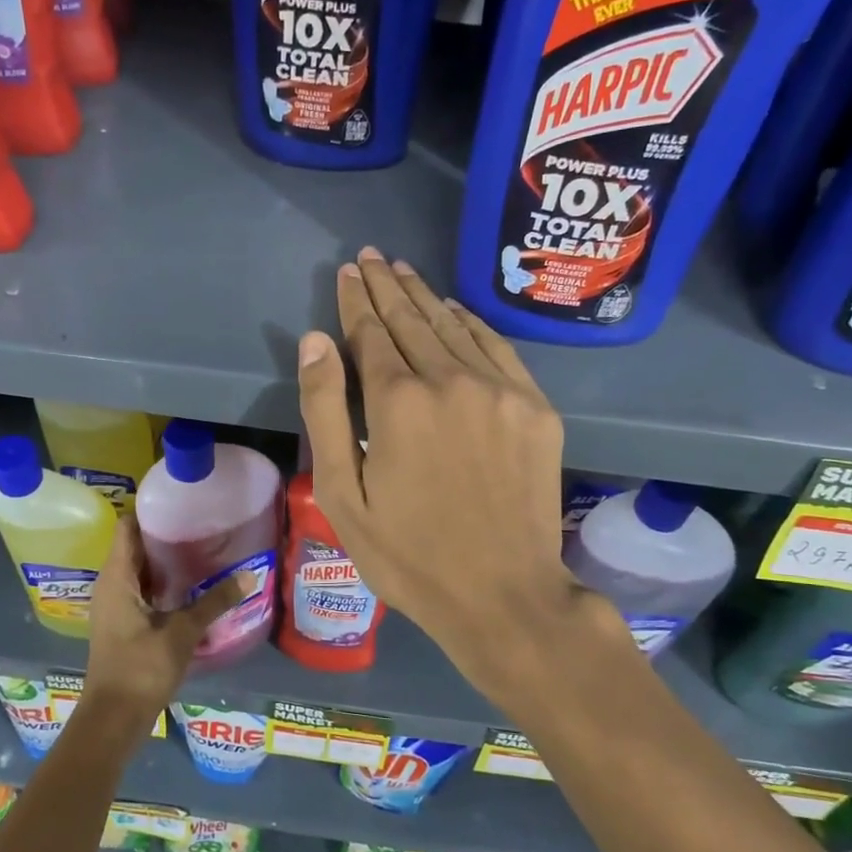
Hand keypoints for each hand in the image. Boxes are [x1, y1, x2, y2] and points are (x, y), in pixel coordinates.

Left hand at [79, 516, 243, 739]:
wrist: (113, 719)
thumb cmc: (141, 669)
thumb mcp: (182, 633)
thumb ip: (215, 602)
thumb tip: (250, 574)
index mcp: (117, 578)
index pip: (128, 527)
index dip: (151, 511)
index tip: (183, 502)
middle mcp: (111, 585)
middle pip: (135, 546)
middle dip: (165, 534)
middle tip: (202, 523)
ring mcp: (115, 605)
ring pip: (140, 570)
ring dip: (166, 560)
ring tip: (202, 548)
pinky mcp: (123, 623)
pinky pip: (142, 589)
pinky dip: (163, 583)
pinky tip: (192, 585)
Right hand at [297, 247, 592, 708]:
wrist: (504, 595)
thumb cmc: (409, 556)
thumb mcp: (344, 495)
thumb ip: (326, 412)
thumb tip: (315, 341)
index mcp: (398, 402)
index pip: (371, 333)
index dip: (356, 301)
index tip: (348, 271)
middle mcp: (451, 380)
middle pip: (412, 320)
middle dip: (387, 285)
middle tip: (372, 255)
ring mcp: (501, 391)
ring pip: (454, 327)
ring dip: (425, 297)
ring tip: (404, 270)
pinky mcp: (536, 408)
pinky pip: (498, 349)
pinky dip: (472, 324)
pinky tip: (455, 311)